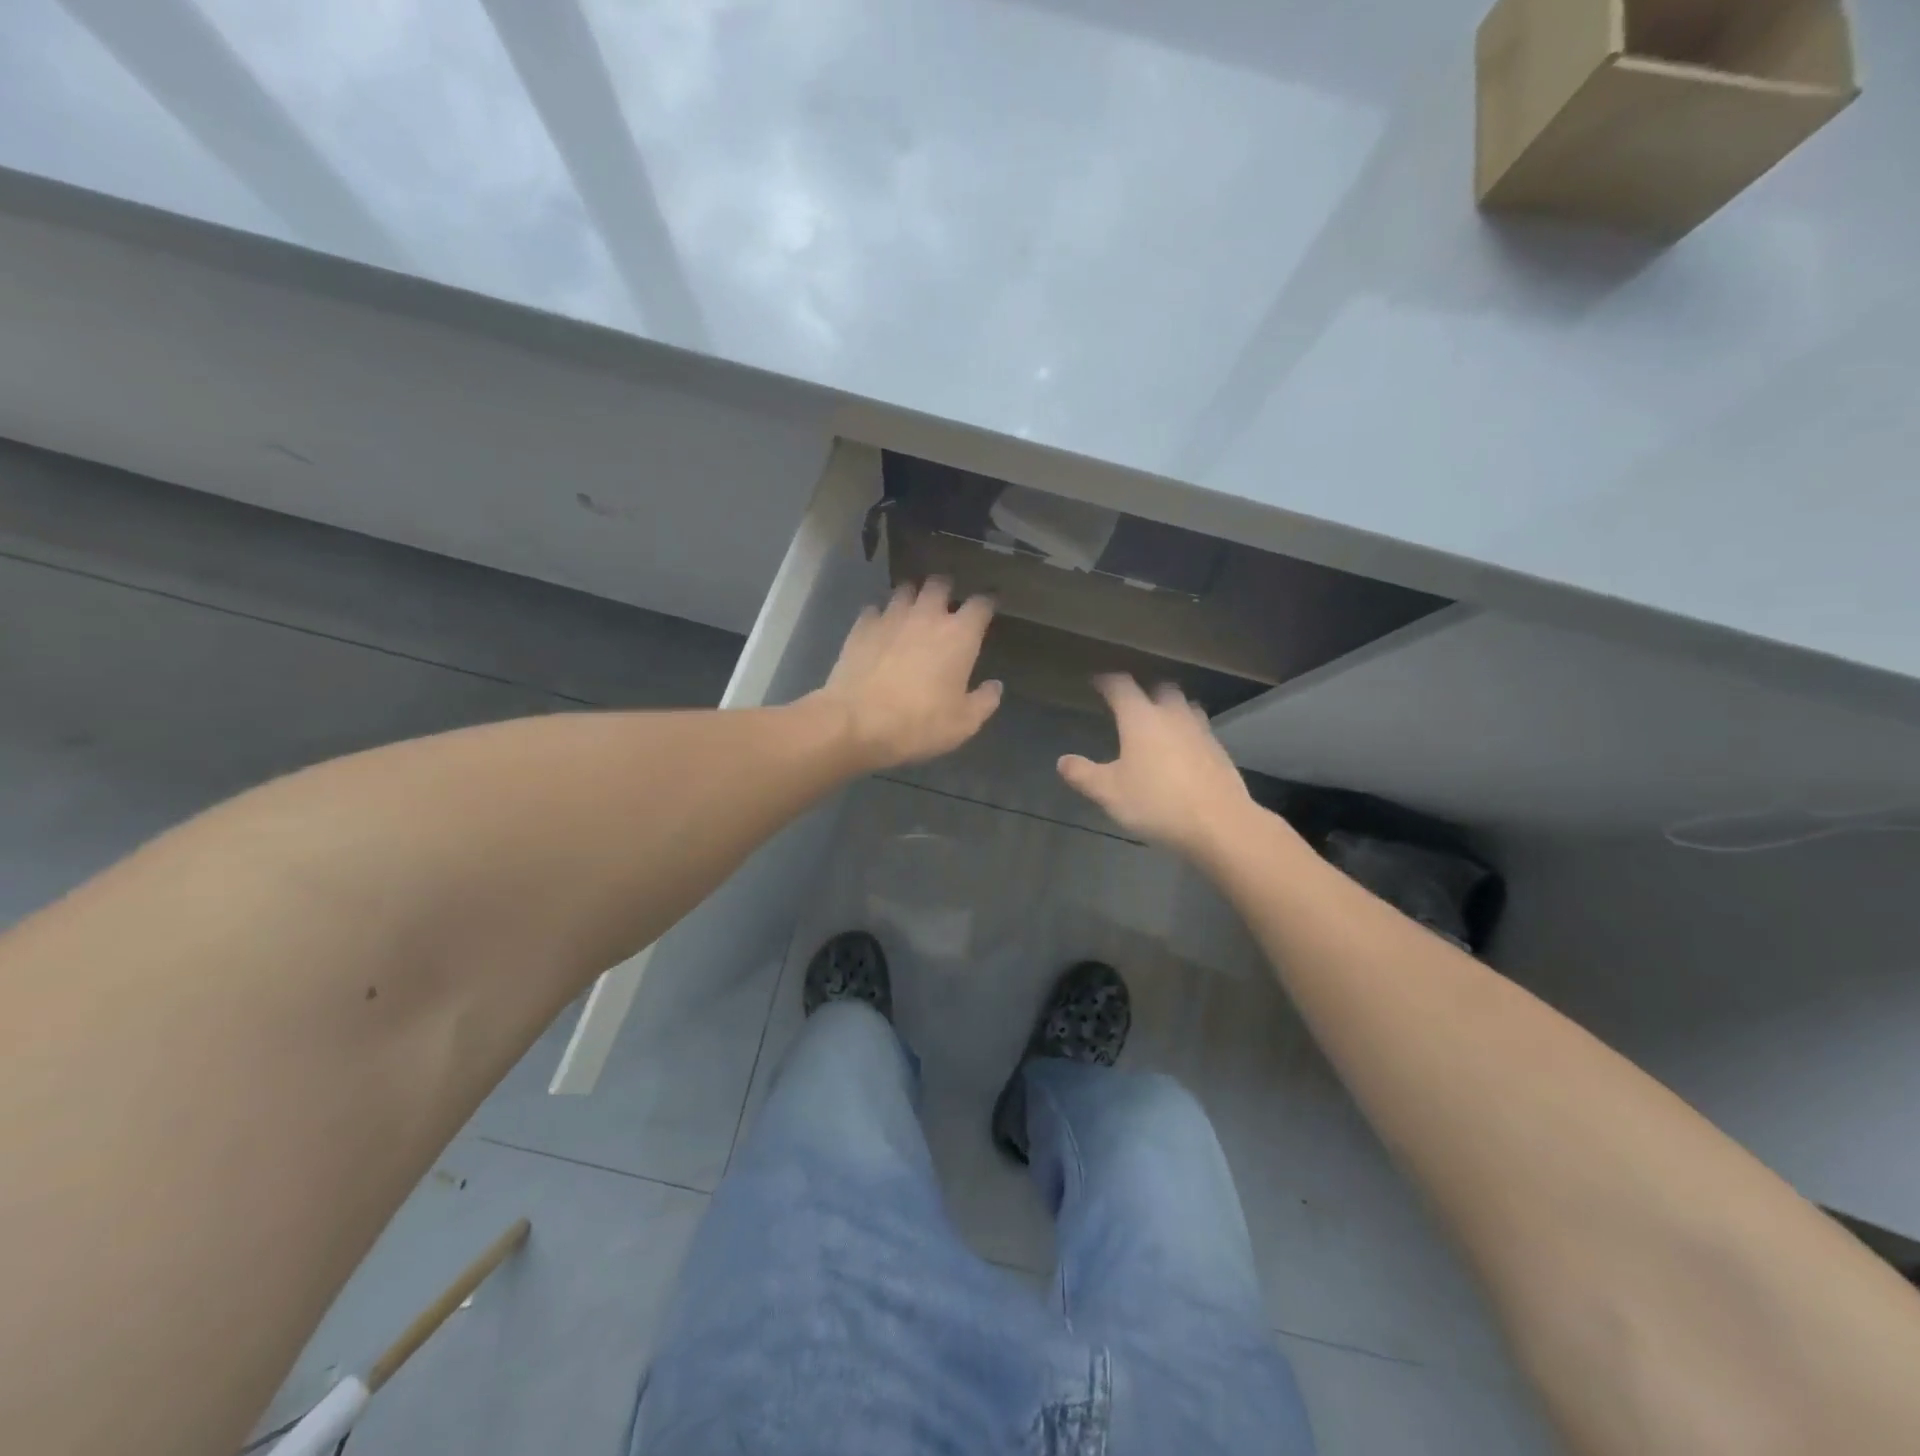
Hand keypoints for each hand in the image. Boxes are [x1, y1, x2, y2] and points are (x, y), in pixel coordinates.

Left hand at [811, 578, 1001, 771]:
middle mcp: (927, 615)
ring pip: (905, 590)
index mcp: (959, 635)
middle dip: (945, 589)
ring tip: (912, 611)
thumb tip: (995, 686)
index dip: (987, 603)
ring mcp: (891, 617)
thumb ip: (984, 701)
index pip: (981, 604)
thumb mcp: (963, 723)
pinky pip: (874, 609)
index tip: (988, 607)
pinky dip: (880, 616)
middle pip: (939, 584)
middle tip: (946, 604)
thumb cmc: (919, 723)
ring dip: (912, 597)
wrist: (857, 723)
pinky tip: (880, 629)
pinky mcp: (862, 626)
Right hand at [1058, 675, 1255, 859]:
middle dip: (1145, 690)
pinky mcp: (1219, 751)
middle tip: (1131, 702)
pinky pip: (1200, 730)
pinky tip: (1182, 751)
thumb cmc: (1156, 802)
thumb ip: (1084, 775)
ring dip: (1171, 708)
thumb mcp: (1110, 793)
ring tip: (1159, 721)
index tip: (1097, 681)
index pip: (1121, 686)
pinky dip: (1188, 732)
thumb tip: (1062, 761)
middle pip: (1161, 688)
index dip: (1107, 680)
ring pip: (1185, 706)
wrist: (1219, 824)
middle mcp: (1172, 715)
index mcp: (1141, 718)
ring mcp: (1201, 731)